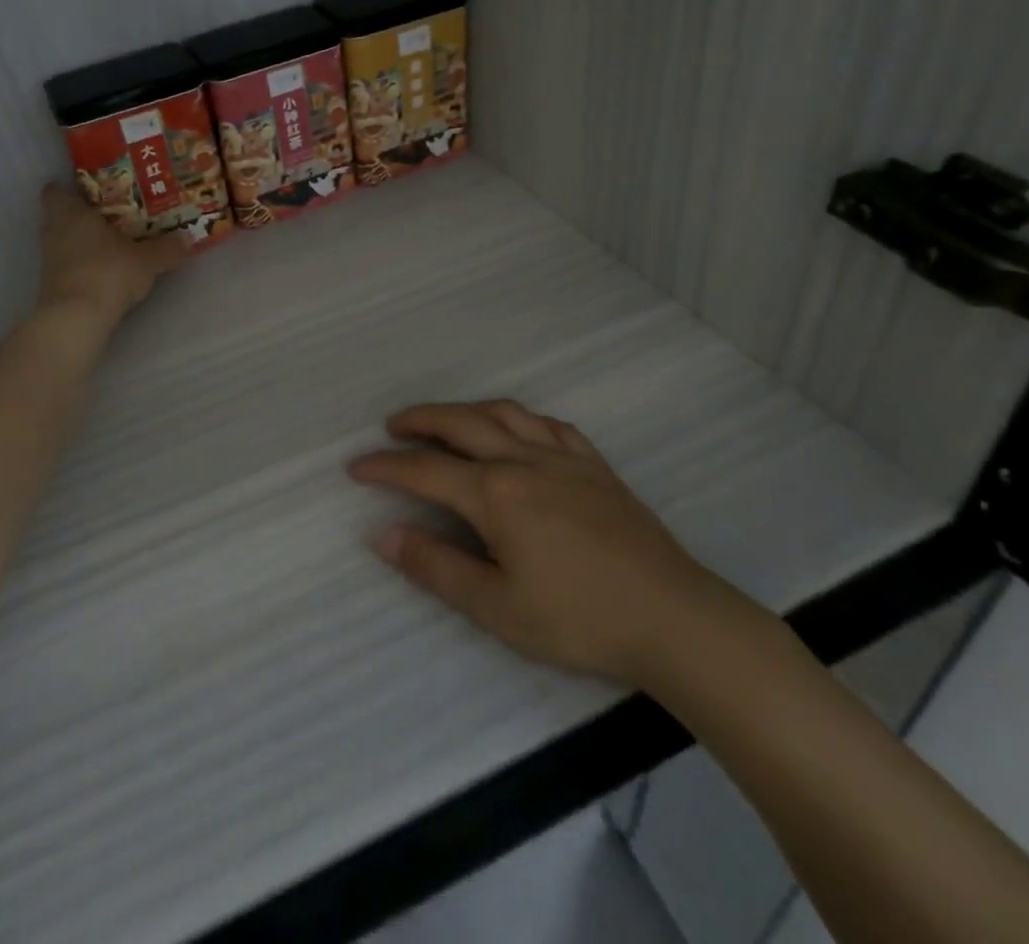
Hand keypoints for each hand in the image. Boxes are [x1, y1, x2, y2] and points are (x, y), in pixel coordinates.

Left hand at [37, 182, 188, 321]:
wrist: (77, 318)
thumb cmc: (108, 272)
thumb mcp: (147, 260)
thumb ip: (167, 248)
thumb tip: (188, 238)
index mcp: (71, 213)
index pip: (55, 191)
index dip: (68, 190)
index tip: (89, 192)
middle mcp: (53, 232)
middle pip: (57, 217)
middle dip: (78, 217)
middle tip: (107, 218)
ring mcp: (48, 261)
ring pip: (61, 243)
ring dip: (79, 244)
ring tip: (108, 246)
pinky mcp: (50, 286)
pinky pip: (65, 267)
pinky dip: (79, 267)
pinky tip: (102, 273)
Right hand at [348, 400, 735, 686]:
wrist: (674, 618)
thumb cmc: (579, 618)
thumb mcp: (497, 608)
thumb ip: (436, 567)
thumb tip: (383, 534)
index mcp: (495, 494)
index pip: (424, 471)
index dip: (385, 467)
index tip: (355, 467)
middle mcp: (523, 461)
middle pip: (459, 424)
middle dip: (419, 421)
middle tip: (392, 426)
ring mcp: (563, 458)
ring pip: (503, 414)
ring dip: (465, 410)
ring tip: (445, 419)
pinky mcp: (595, 466)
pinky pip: (550, 425)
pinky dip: (520, 419)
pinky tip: (517, 429)